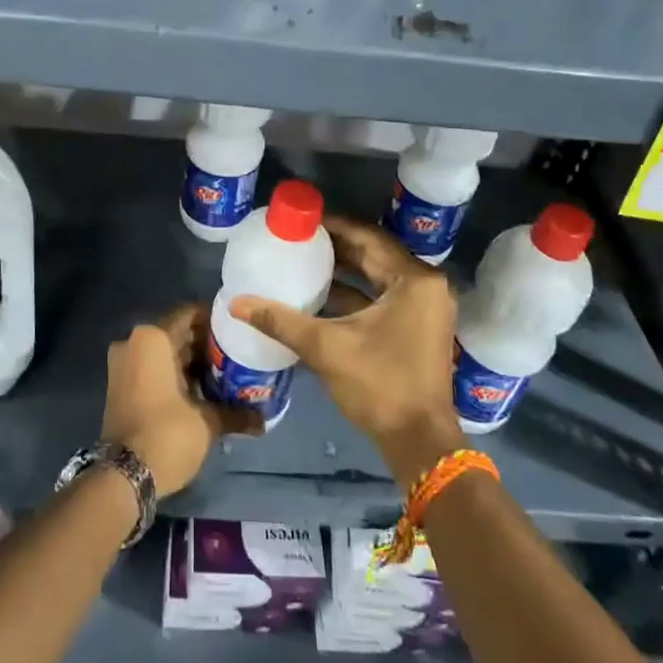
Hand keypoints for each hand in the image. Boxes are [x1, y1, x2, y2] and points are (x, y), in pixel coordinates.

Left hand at [102, 303, 262, 496]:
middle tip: (237, 355)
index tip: (238, 333)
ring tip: (226, 374)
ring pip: (165, 354)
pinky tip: (203, 391)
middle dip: (206, 345)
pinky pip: (153, 369)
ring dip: (192, 363)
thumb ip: (236, 413)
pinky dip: (175, 376)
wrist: (123, 477)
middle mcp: (133, 343)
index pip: (190, 314)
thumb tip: (263, 420)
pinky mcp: (121, 387)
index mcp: (152, 338)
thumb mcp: (207, 422)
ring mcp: (123, 365)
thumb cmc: (167, 435)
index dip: (216, 322)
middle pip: (177, 334)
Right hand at [229, 215, 462, 480]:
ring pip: (378, 275)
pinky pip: (383, 295)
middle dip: (336, 245)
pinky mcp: (419, 327)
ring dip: (344, 269)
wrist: (420, 443)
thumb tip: (236, 302)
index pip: (367, 237)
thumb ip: (280, 321)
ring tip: (303, 259)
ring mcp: (425, 307)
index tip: (300, 219)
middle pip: (374, 253)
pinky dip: (355, 292)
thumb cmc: (379, 385)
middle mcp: (425, 285)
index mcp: (414, 279)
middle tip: (297, 237)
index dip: (332, 225)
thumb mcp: (326, 348)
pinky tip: (321, 294)